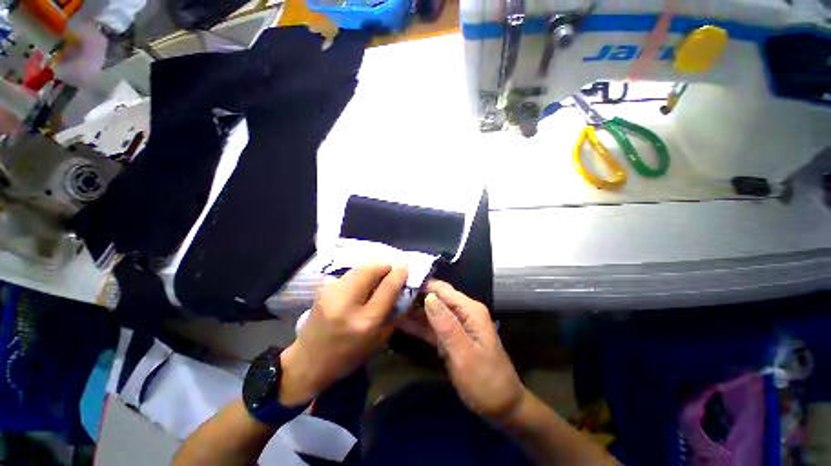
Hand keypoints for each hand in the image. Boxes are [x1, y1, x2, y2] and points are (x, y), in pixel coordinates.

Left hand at [279, 263, 407, 405]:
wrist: (308, 361)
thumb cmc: (348, 356)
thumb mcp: (378, 340)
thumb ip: (392, 312)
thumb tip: (402, 287)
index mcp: (364, 321)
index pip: (387, 288)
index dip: (399, 274)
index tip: (405, 268)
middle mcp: (346, 303)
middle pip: (371, 270)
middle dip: (385, 266)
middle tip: (392, 271)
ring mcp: (332, 292)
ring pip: (360, 267)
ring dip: (373, 268)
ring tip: (379, 276)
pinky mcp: (324, 288)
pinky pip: (350, 273)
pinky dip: (361, 273)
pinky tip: (363, 282)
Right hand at [398, 280, 524, 422]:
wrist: (501, 407)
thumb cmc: (486, 381)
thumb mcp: (465, 354)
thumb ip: (446, 325)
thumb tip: (429, 297)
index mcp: (470, 310)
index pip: (442, 289)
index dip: (422, 285)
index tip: (399, 284)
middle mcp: (462, 312)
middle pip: (435, 298)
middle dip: (414, 296)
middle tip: (388, 296)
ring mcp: (455, 325)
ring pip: (430, 312)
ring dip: (412, 310)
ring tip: (388, 306)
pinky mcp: (449, 337)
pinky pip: (431, 327)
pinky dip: (417, 325)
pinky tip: (399, 322)